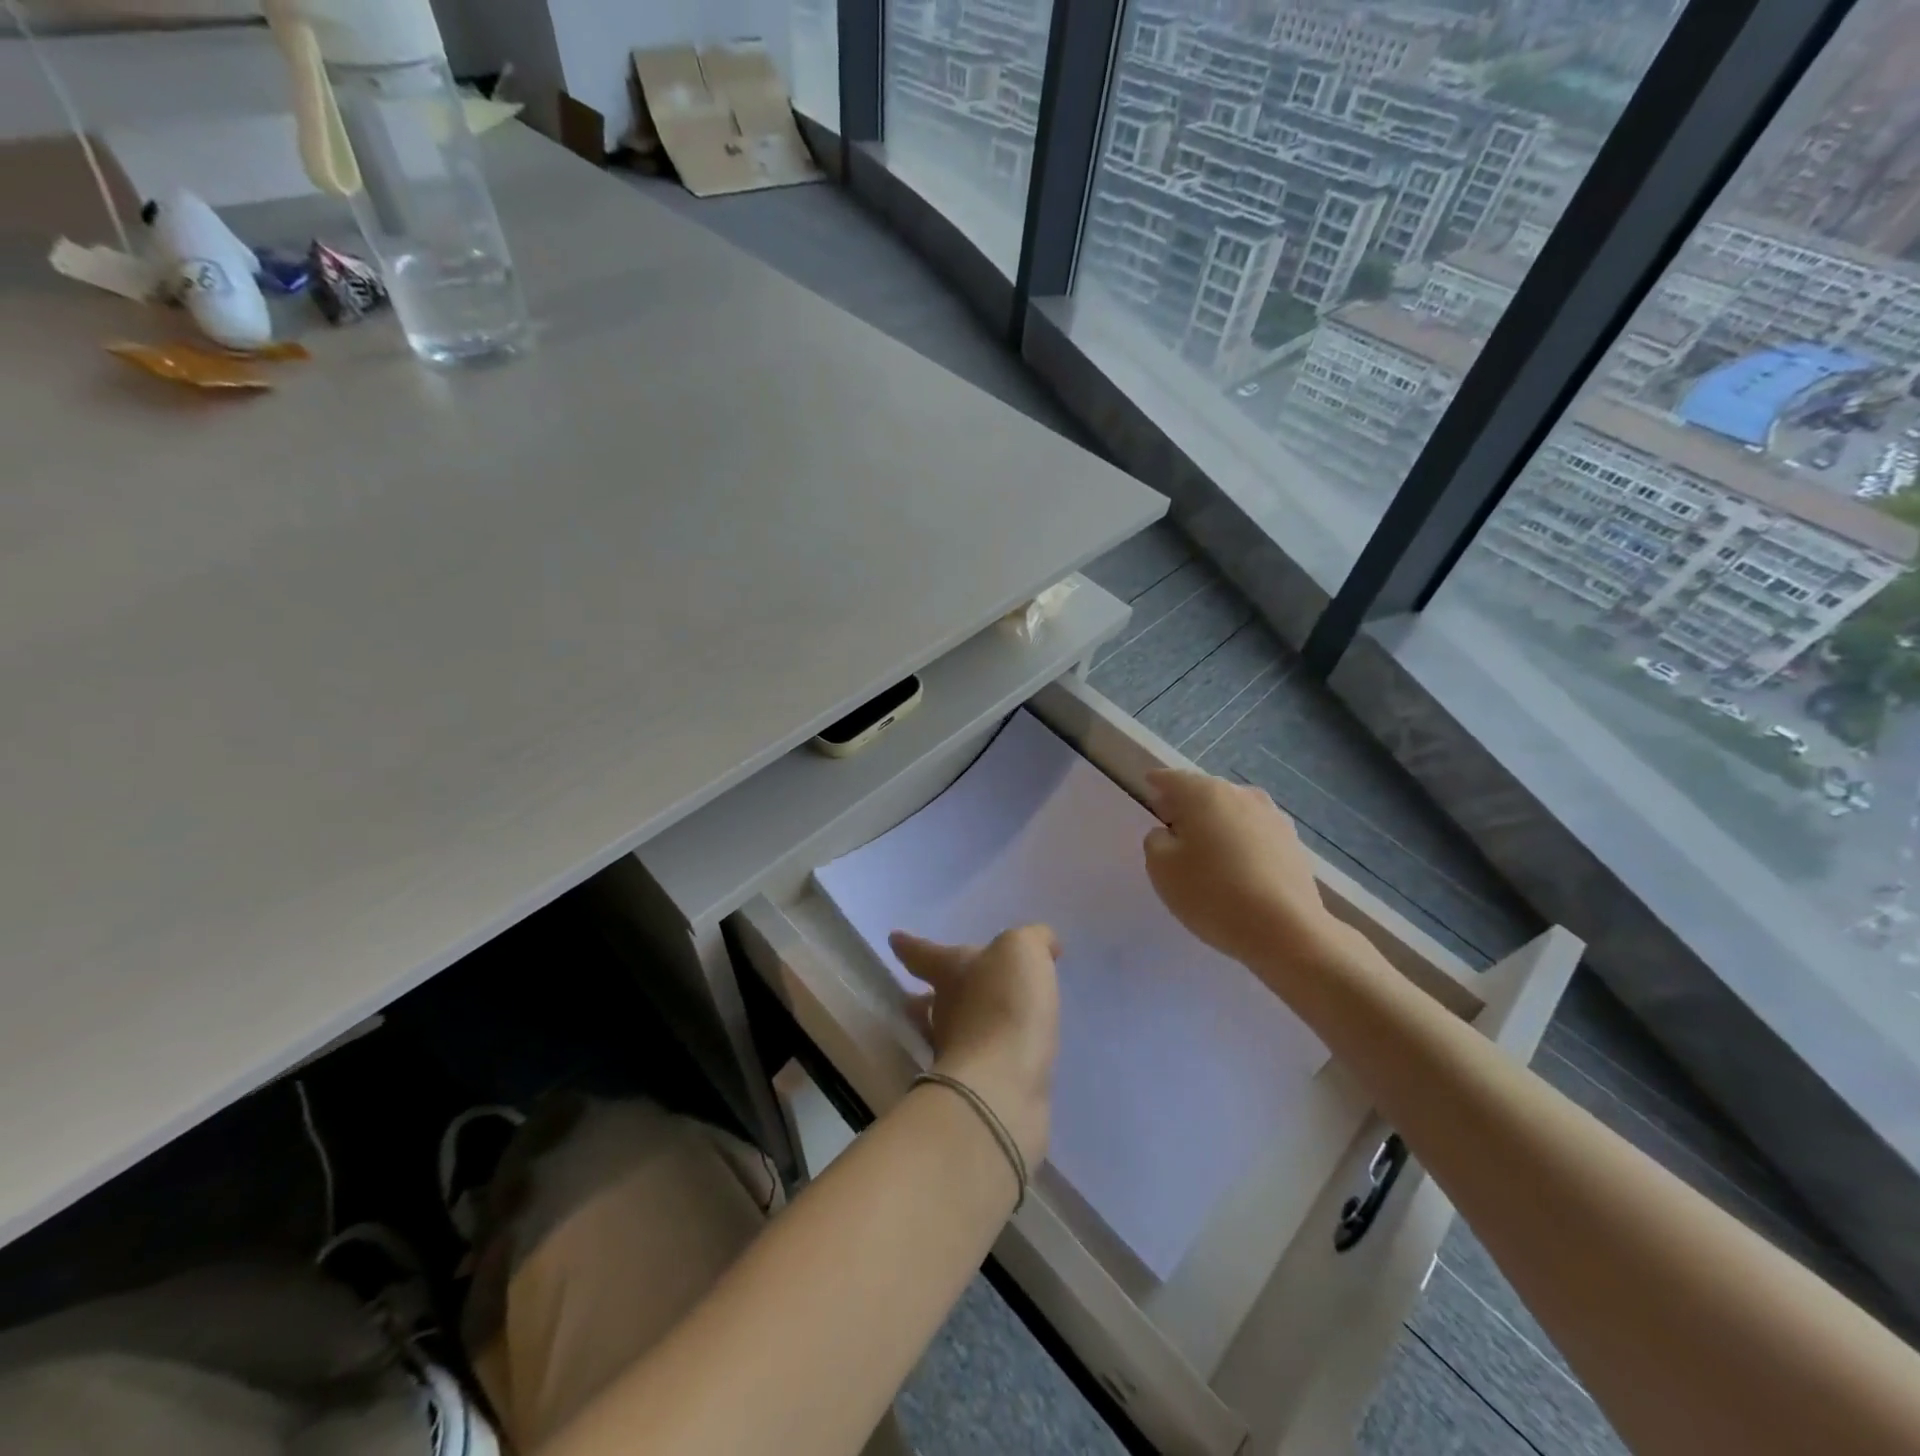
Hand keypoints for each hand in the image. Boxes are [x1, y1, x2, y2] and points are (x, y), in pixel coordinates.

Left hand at [889, 927, 1060, 1166]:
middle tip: (947, 988)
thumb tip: (1042, 944)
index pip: (923, 953)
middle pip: (934, 997)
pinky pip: (986, 1061)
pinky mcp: (979, 1088)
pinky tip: (1013, 1053)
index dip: (910, 945)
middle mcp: (944, 1011)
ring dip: (966, 1025)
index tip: (894, 939)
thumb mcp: (1021, 951)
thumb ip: (1031, 940)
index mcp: (949, 971)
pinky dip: (995, 1053)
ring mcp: (957, 1053)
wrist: (1002, 1085)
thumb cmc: (1004, 1003)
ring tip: (986, 1022)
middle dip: (939, 992)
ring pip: (956, 1031)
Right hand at [1142, 769, 1352, 972]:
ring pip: (1233, 811)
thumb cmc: (1212, 893)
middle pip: (1205, 792)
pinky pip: (1255, 833)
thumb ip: (1156, 842)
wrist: (1286, 929)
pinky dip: (1240, 840)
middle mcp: (1240, 794)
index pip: (1172, 779)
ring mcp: (1272, 817)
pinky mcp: (1293, 843)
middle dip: (1187, 804)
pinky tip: (1236, 865)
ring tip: (1206, 847)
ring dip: (1217, 822)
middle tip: (1172, 824)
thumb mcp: (1161, 869)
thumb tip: (1168, 834)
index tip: (1149, 787)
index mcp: (1204, 793)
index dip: (1158, 783)